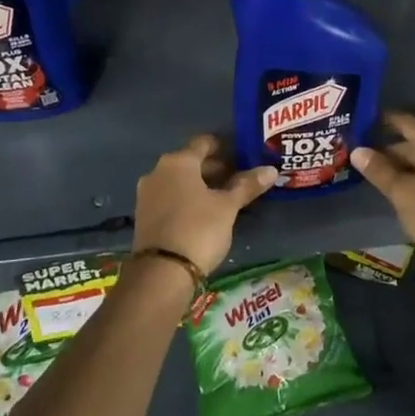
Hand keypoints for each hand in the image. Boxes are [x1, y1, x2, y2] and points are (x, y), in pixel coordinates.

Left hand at [132, 134, 278, 277]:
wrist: (162, 272)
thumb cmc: (199, 229)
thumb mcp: (228, 207)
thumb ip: (247, 186)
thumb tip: (271, 170)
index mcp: (178, 161)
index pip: (203, 143)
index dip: (224, 147)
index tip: (241, 157)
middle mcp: (158, 171)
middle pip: (190, 162)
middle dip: (214, 169)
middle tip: (238, 180)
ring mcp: (147, 194)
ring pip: (179, 181)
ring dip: (200, 186)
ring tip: (224, 199)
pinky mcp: (144, 215)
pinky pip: (169, 197)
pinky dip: (186, 199)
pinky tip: (203, 214)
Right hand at [352, 112, 414, 268]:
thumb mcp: (402, 192)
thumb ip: (379, 170)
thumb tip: (357, 150)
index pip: (405, 123)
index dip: (383, 121)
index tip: (361, 121)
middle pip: (414, 144)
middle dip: (388, 150)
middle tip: (359, 156)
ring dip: (401, 169)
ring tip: (374, 175)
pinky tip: (400, 194)